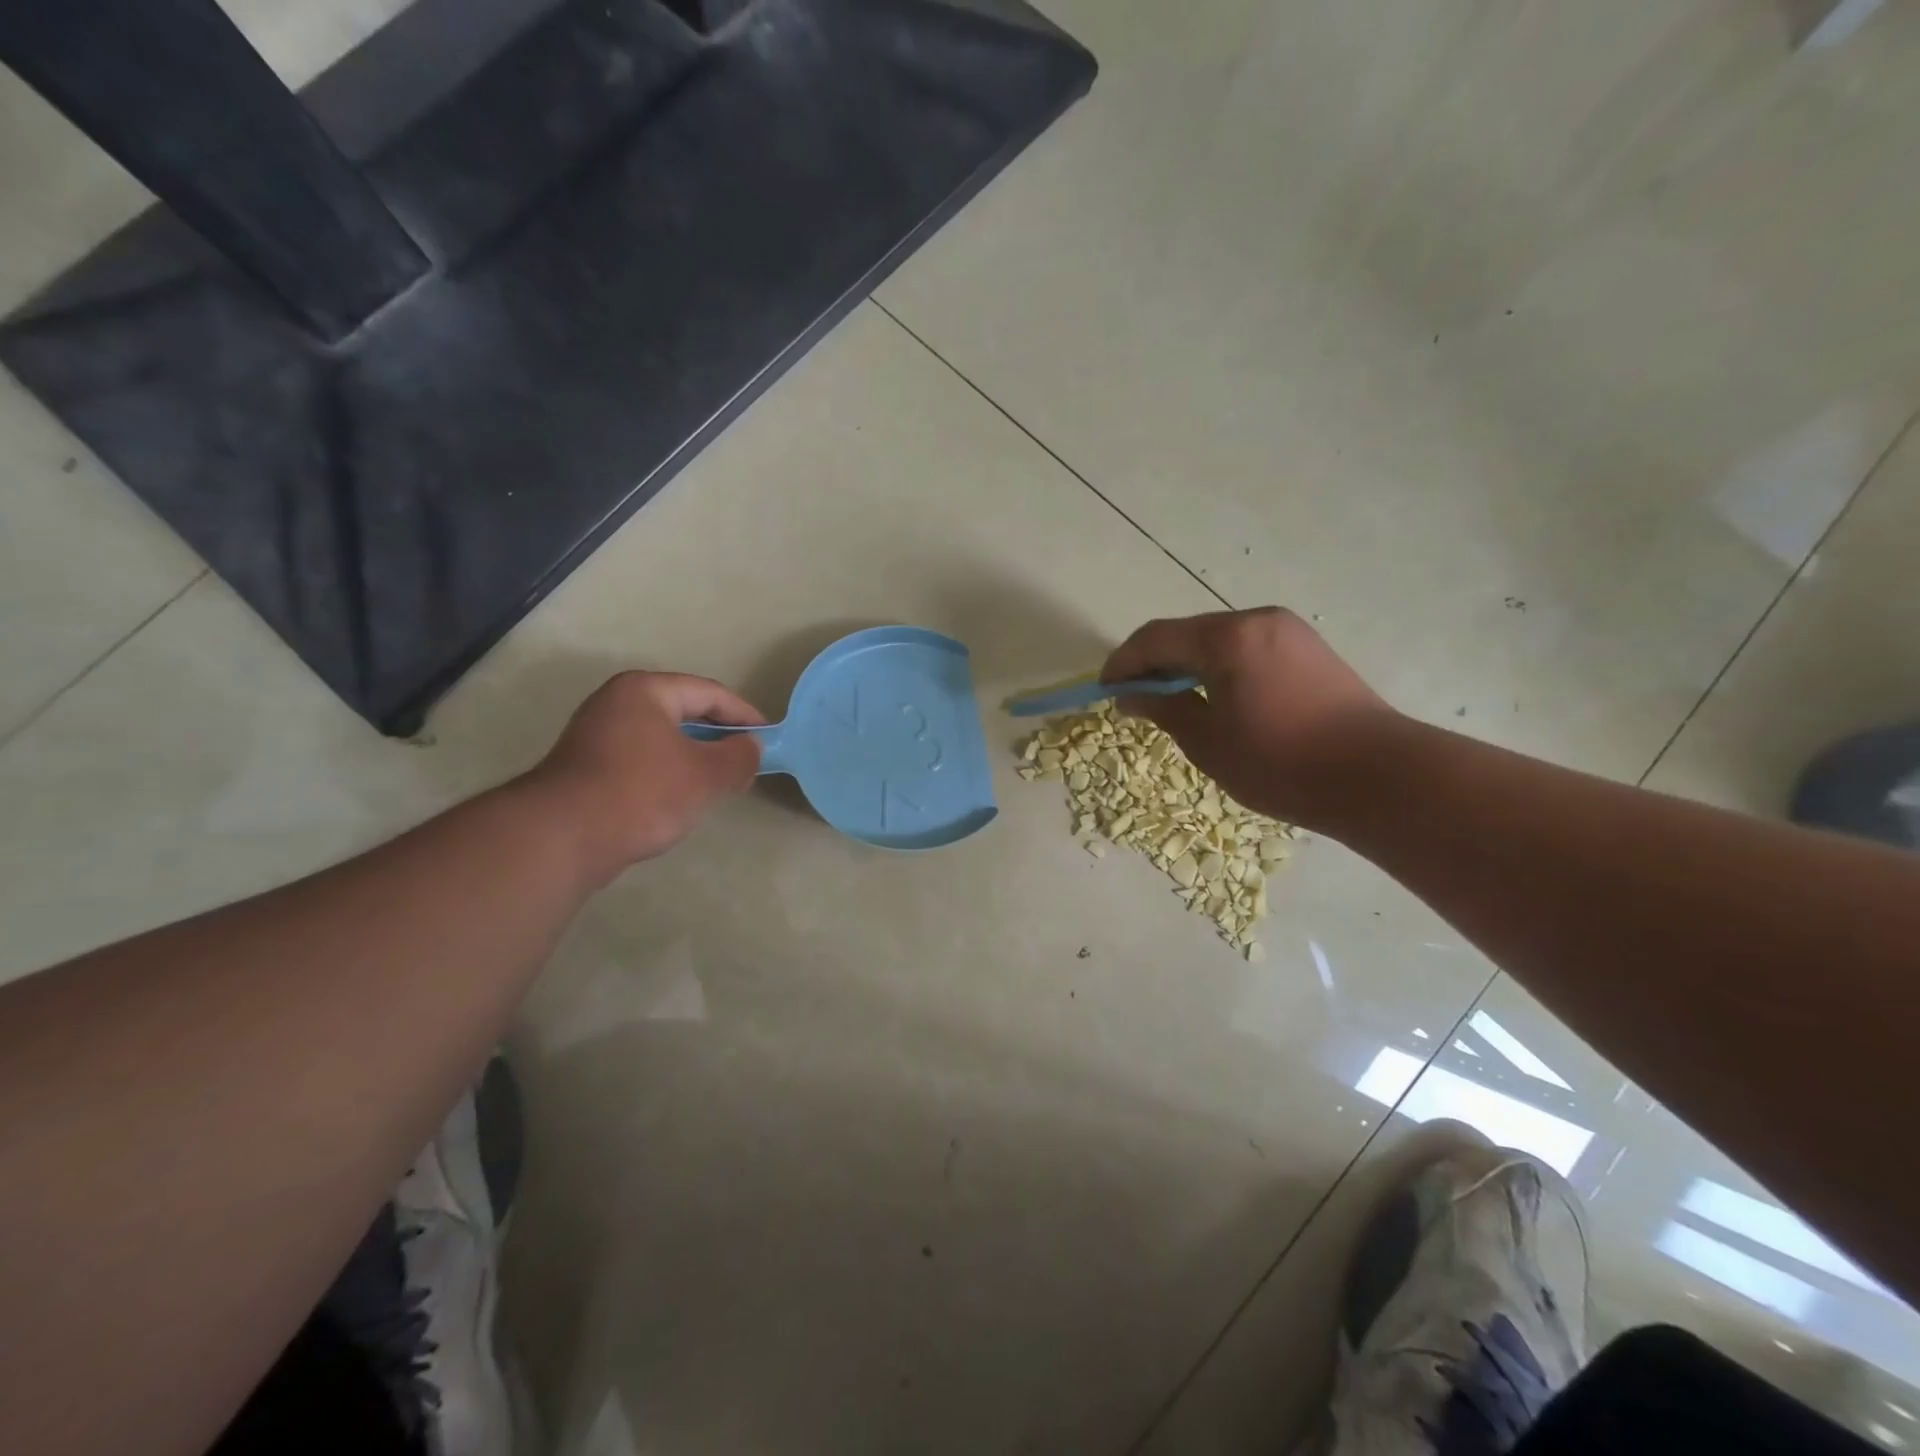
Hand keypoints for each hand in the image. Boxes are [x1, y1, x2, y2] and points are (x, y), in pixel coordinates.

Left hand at [526, 671, 765, 880]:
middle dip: (719, 737)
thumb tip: (751, 748)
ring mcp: (596, 734)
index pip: (709, 693)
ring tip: (719, 783)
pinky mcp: (586, 767)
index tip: (769, 738)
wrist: (562, 837)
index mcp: (645, 690)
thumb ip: (739, 756)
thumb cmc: (642, 792)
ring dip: (694, 757)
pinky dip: (667, 772)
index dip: (744, 715)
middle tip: (747, 761)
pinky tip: (680, 799)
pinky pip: (642, 759)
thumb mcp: (706, 774)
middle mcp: (617, 703)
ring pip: (662, 738)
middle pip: (683, 712)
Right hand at [1101, 608, 1398, 828]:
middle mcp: (1257, 620)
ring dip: (1188, 666)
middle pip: (1188, 633)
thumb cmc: (1280, 763)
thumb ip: (1163, 709)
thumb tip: (1130, 695)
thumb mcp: (1207, 742)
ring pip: (1218, 640)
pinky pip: (1247, 649)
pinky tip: (1217, 700)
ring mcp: (1288, 631)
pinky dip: (1220, 668)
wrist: (1377, 776)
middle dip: (1155, 664)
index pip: (1155, 638)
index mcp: (1227, 637)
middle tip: (1136, 700)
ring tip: (1175, 704)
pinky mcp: (1309, 649)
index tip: (1104, 690)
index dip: (1123, 663)